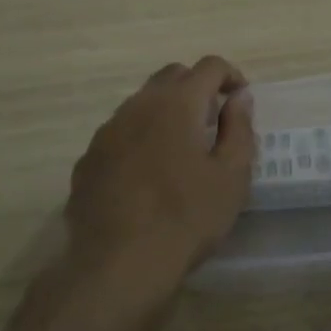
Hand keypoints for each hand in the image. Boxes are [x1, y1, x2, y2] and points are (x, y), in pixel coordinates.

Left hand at [64, 56, 255, 303]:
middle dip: (197, 88)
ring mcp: (107, 131)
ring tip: (181, 148)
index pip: (209, 66)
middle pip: (172, 76)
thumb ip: (239, 128)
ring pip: (142, 103)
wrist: (118, 264)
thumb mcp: (231, 176)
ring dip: (166, 111)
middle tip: (214, 120)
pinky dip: (141, 137)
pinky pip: (120, 132)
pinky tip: (148, 173)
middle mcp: (138, 105)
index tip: (241, 99)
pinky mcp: (88, 158)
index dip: (231, 76)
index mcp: (177, 104)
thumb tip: (239, 97)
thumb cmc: (186, 218)